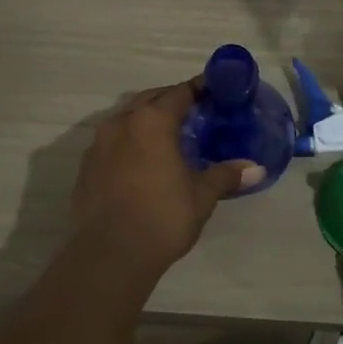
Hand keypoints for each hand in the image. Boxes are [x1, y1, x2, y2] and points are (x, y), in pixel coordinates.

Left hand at [72, 81, 262, 269]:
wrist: (111, 253)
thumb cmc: (163, 217)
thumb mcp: (201, 196)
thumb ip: (226, 176)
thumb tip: (256, 169)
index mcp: (152, 121)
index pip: (179, 93)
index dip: (198, 89)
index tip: (213, 91)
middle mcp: (121, 123)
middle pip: (149, 100)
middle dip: (170, 101)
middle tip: (193, 113)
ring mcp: (98, 144)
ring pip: (126, 120)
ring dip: (146, 122)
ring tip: (167, 138)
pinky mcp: (86, 167)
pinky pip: (111, 144)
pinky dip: (128, 144)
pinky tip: (141, 164)